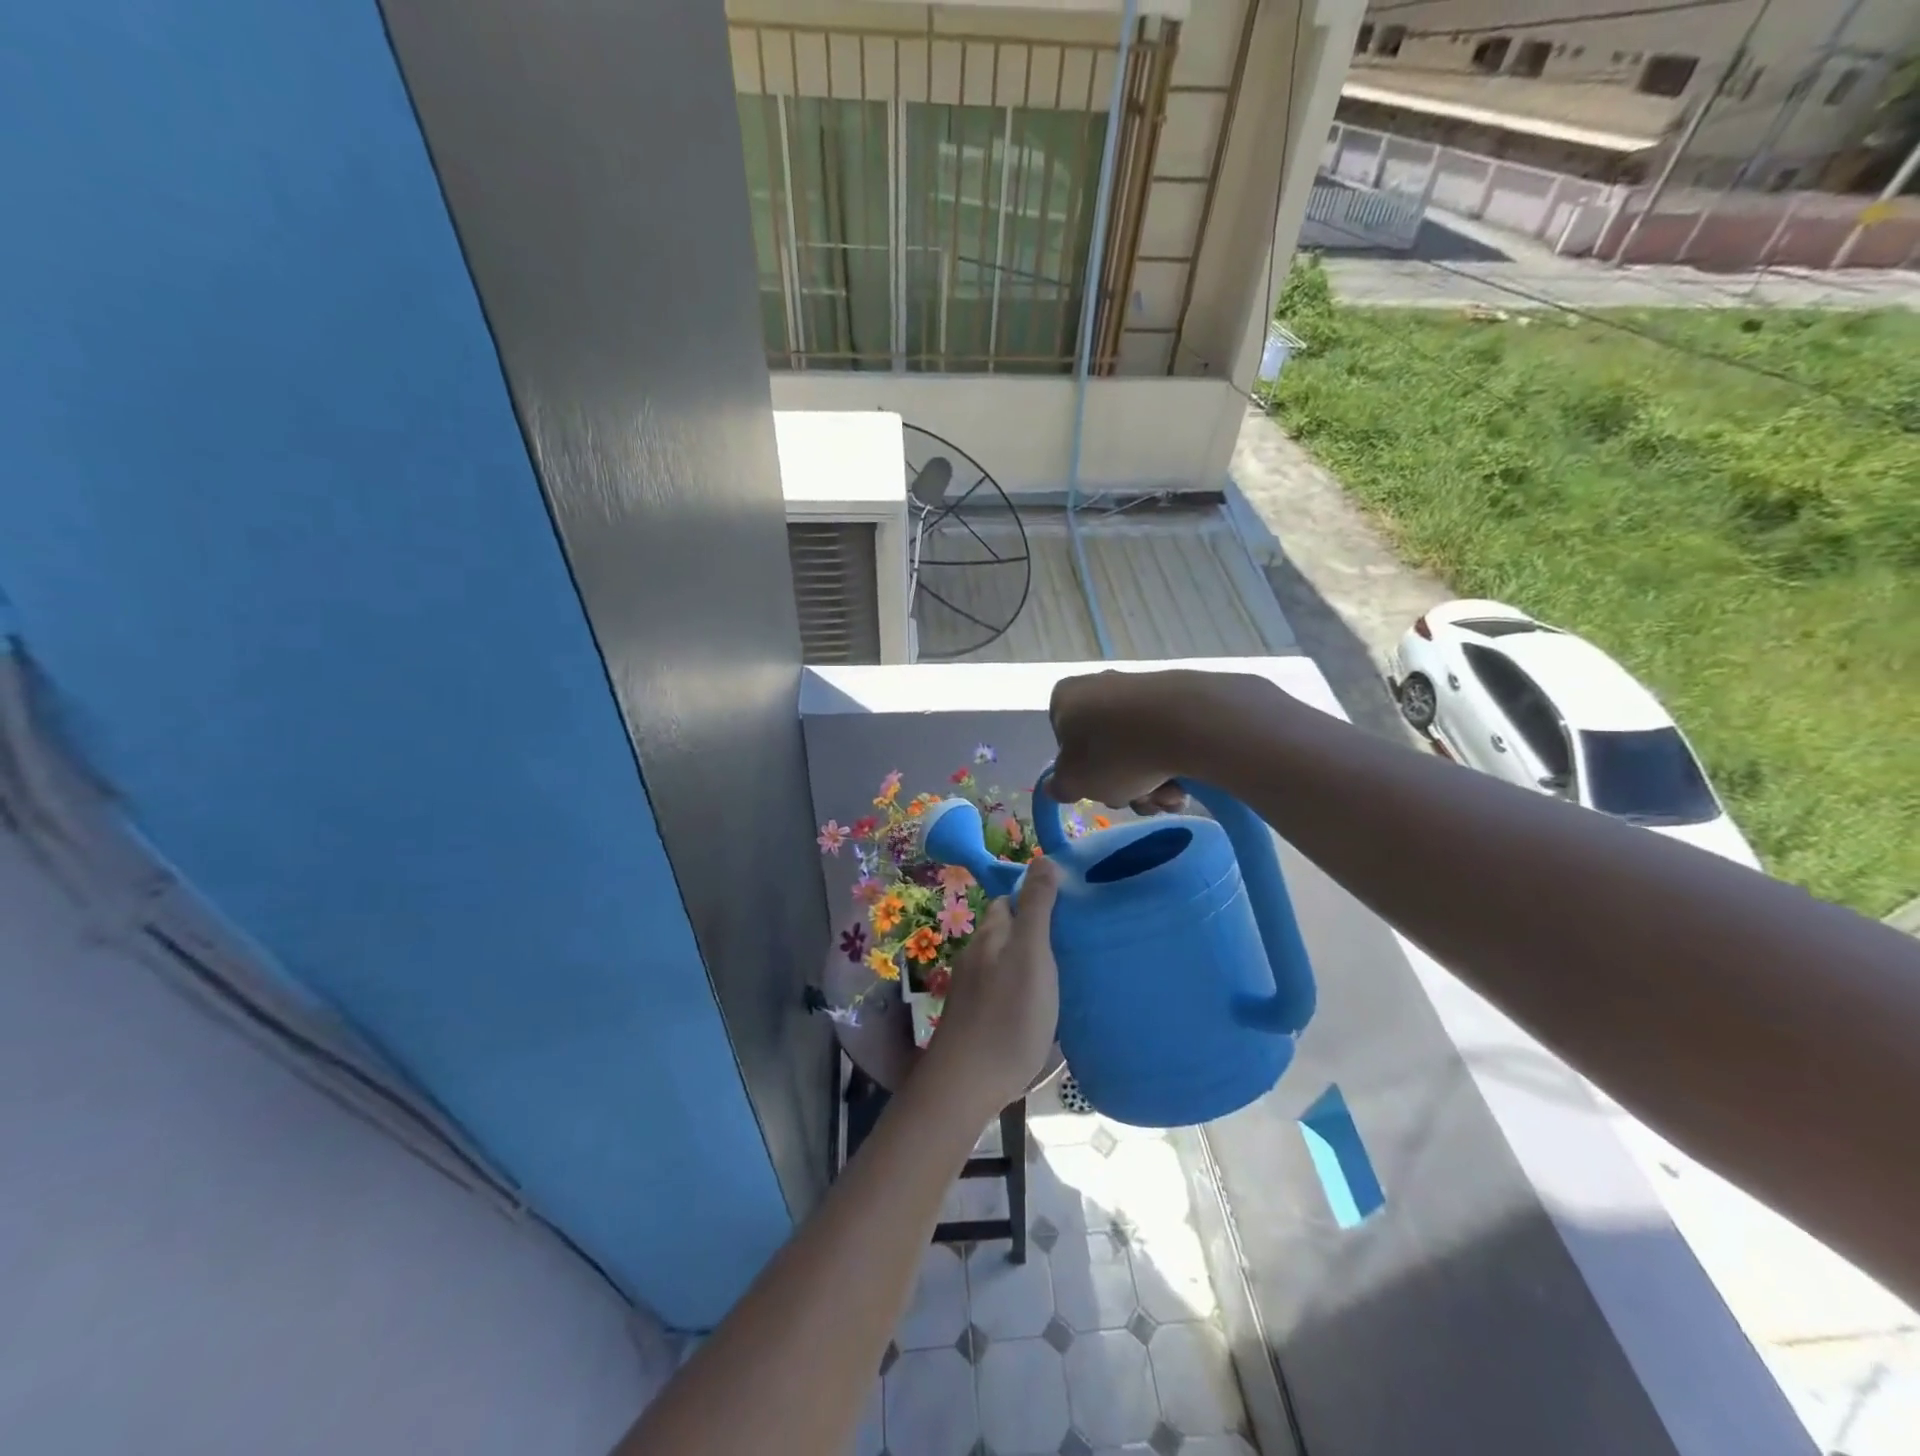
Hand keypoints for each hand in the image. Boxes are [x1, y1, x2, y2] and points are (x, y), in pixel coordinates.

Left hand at [927, 859, 1061, 1108]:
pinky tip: (1040, 1005)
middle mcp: (976, 956)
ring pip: (1003, 962)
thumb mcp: (1031, 954)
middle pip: (1006, 931)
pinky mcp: (975, 1020)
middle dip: (1032, 928)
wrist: (968, 1082)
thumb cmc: (1008, 1014)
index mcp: (991, 935)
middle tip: (1072, 938)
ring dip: (1028, 960)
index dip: (1033, 896)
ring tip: (1064, 971)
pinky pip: (1002, 990)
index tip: (1067, 903)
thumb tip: (1043, 859)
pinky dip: (1021, 988)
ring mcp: (972, 990)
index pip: (1009, 900)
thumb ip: (1037, 908)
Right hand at [1048, 669, 1281, 812]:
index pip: (1064, 742)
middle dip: (1122, 784)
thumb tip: (1055, 786)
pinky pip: (1166, 737)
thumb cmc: (1116, 753)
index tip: (1099, 789)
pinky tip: (1185, 783)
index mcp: (1065, 698)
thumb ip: (1060, 786)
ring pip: (1138, 748)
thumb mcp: (1075, 782)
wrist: (1188, 723)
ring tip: (1167, 796)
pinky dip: (1172, 763)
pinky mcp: (1178, 695)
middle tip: (1137, 799)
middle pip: (1105, 749)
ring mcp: (1140, 688)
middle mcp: (1099, 685)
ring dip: (1150, 783)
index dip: (1081, 773)